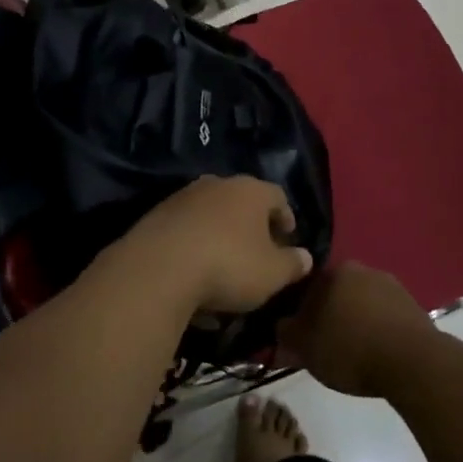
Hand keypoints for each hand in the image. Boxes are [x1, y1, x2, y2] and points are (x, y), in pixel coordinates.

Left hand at [100, 175, 312, 316]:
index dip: (286, 217)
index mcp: (250, 191)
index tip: (288, 238)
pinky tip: (194, 277)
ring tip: (224, 268)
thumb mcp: (272, 273)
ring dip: (220, 236)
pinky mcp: (157, 215)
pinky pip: (186, 230)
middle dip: (251, 226)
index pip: (277, 196)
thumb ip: (293, 264)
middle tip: (258, 251)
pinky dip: (194, 248)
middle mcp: (217, 184)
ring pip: (211, 215)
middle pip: (242, 201)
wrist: (158, 268)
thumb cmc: (228, 265)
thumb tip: (305, 256)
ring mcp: (183, 197)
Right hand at [276, 262, 435, 396]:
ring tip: (352, 351)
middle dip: (328, 313)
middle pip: (336, 292)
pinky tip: (376, 351)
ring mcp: (391, 285)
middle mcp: (362, 270)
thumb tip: (281, 325)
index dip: (299, 311)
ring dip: (355, 320)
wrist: (413, 362)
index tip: (299, 333)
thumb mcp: (307, 349)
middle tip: (324, 343)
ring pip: (361, 302)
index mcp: (334, 272)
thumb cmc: (351, 350)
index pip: (306, 286)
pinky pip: (384, 315)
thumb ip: (287, 333)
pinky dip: (377, 329)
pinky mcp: (412, 305)